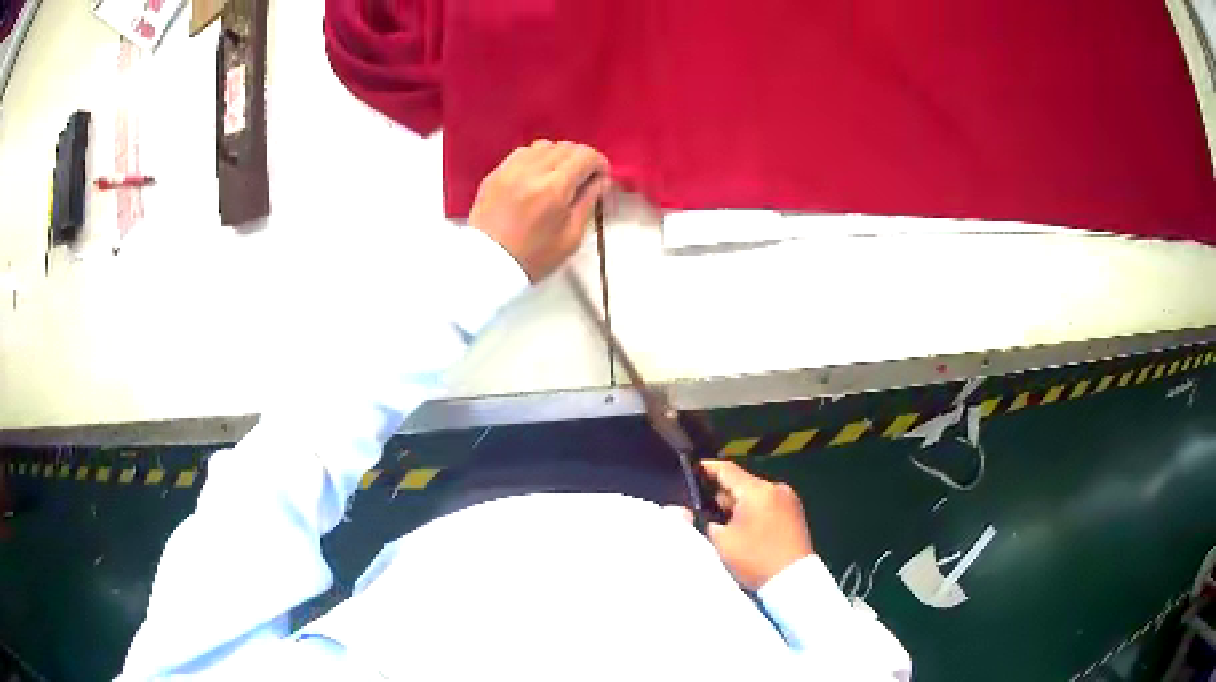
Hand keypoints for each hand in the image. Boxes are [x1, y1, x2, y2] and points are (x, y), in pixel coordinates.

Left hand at [469, 139, 610, 282]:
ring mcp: (510, 169)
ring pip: (544, 146)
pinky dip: (536, 159)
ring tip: (558, 177)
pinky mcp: (495, 173)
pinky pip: (522, 154)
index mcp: (555, 188)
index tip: (600, 178)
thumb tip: (601, 180)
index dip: (599, 163)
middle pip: (566, 147)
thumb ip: (588, 201)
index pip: (585, 155)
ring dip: (557, 157)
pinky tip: (536, 177)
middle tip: (582, 179)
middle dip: (580, 159)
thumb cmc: (535, 257)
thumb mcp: (571, 235)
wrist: (488, 265)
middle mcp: (532, 170)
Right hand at [698, 460, 814, 591]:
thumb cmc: (755, 559)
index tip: (691, 471)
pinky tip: (744, 528)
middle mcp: (776, 488)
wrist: (792, 580)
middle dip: (722, 494)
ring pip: (755, 494)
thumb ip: (708, 520)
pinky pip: (768, 503)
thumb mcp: (721, 541)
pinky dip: (754, 511)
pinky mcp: (795, 512)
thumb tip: (706, 510)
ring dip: (739, 504)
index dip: (706, 468)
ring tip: (723, 523)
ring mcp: (789, 499)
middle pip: (742, 483)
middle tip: (702, 508)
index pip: (727, 470)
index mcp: (758, 490)